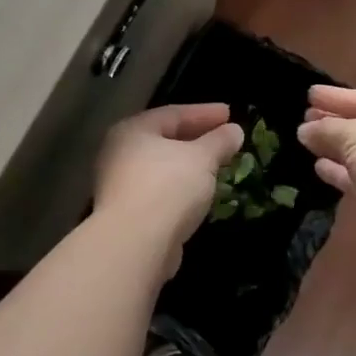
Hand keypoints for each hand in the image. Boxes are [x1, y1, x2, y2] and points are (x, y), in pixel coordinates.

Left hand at [94, 103, 243, 259]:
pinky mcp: (128, 213)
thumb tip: (234, 130)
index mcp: (133, 130)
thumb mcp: (202, 158)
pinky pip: (161, 191)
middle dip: (197, 138)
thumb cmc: (168, 187)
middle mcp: (120, 153)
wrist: (136, 243)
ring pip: (162, 167)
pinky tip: (200, 193)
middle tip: (225, 138)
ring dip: (190, 165)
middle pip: (165, 139)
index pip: (173, 113)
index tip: (230, 113)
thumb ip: (219, 142)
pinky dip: (181, 187)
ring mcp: (120, 185)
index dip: (204, 112)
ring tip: (217, 165)